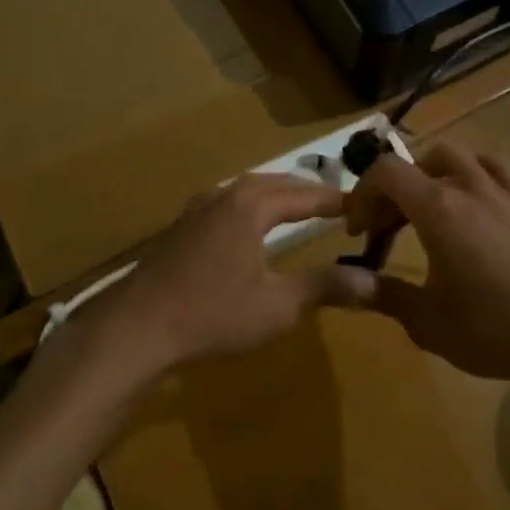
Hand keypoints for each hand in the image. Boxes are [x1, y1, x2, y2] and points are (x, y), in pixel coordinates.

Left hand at [85, 174, 374, 373]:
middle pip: (276, 184)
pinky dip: (252, 205)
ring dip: (278, 195)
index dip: (335, 200)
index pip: (305, 195)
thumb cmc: (212, 314)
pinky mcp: (182, 226)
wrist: (136, 326)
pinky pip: (228, 202)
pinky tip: (250, 225)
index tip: (362, 206)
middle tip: (336, 203)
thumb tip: (373, 280)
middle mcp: (224, 195)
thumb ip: (324, 287)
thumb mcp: (277, 306)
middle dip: (307, 192)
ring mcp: (198, 208)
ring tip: (299, 207)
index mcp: (251, 205)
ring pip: (248, 190)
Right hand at [332, 144, 509, 385]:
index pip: (386, 172)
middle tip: (386, 228)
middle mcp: (468, 186)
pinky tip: (473, 204)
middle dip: (393, 189)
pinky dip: (470, 175)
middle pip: (418, 162)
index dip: (362, 194)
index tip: (358, 231)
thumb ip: (381, 294)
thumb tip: (342, 284)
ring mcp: (504, 190)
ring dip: (430, 174)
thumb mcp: (427, 321)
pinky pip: (493, 168)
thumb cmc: (494, 329)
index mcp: (438, 208)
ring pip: (456, 156)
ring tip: (426, 208)